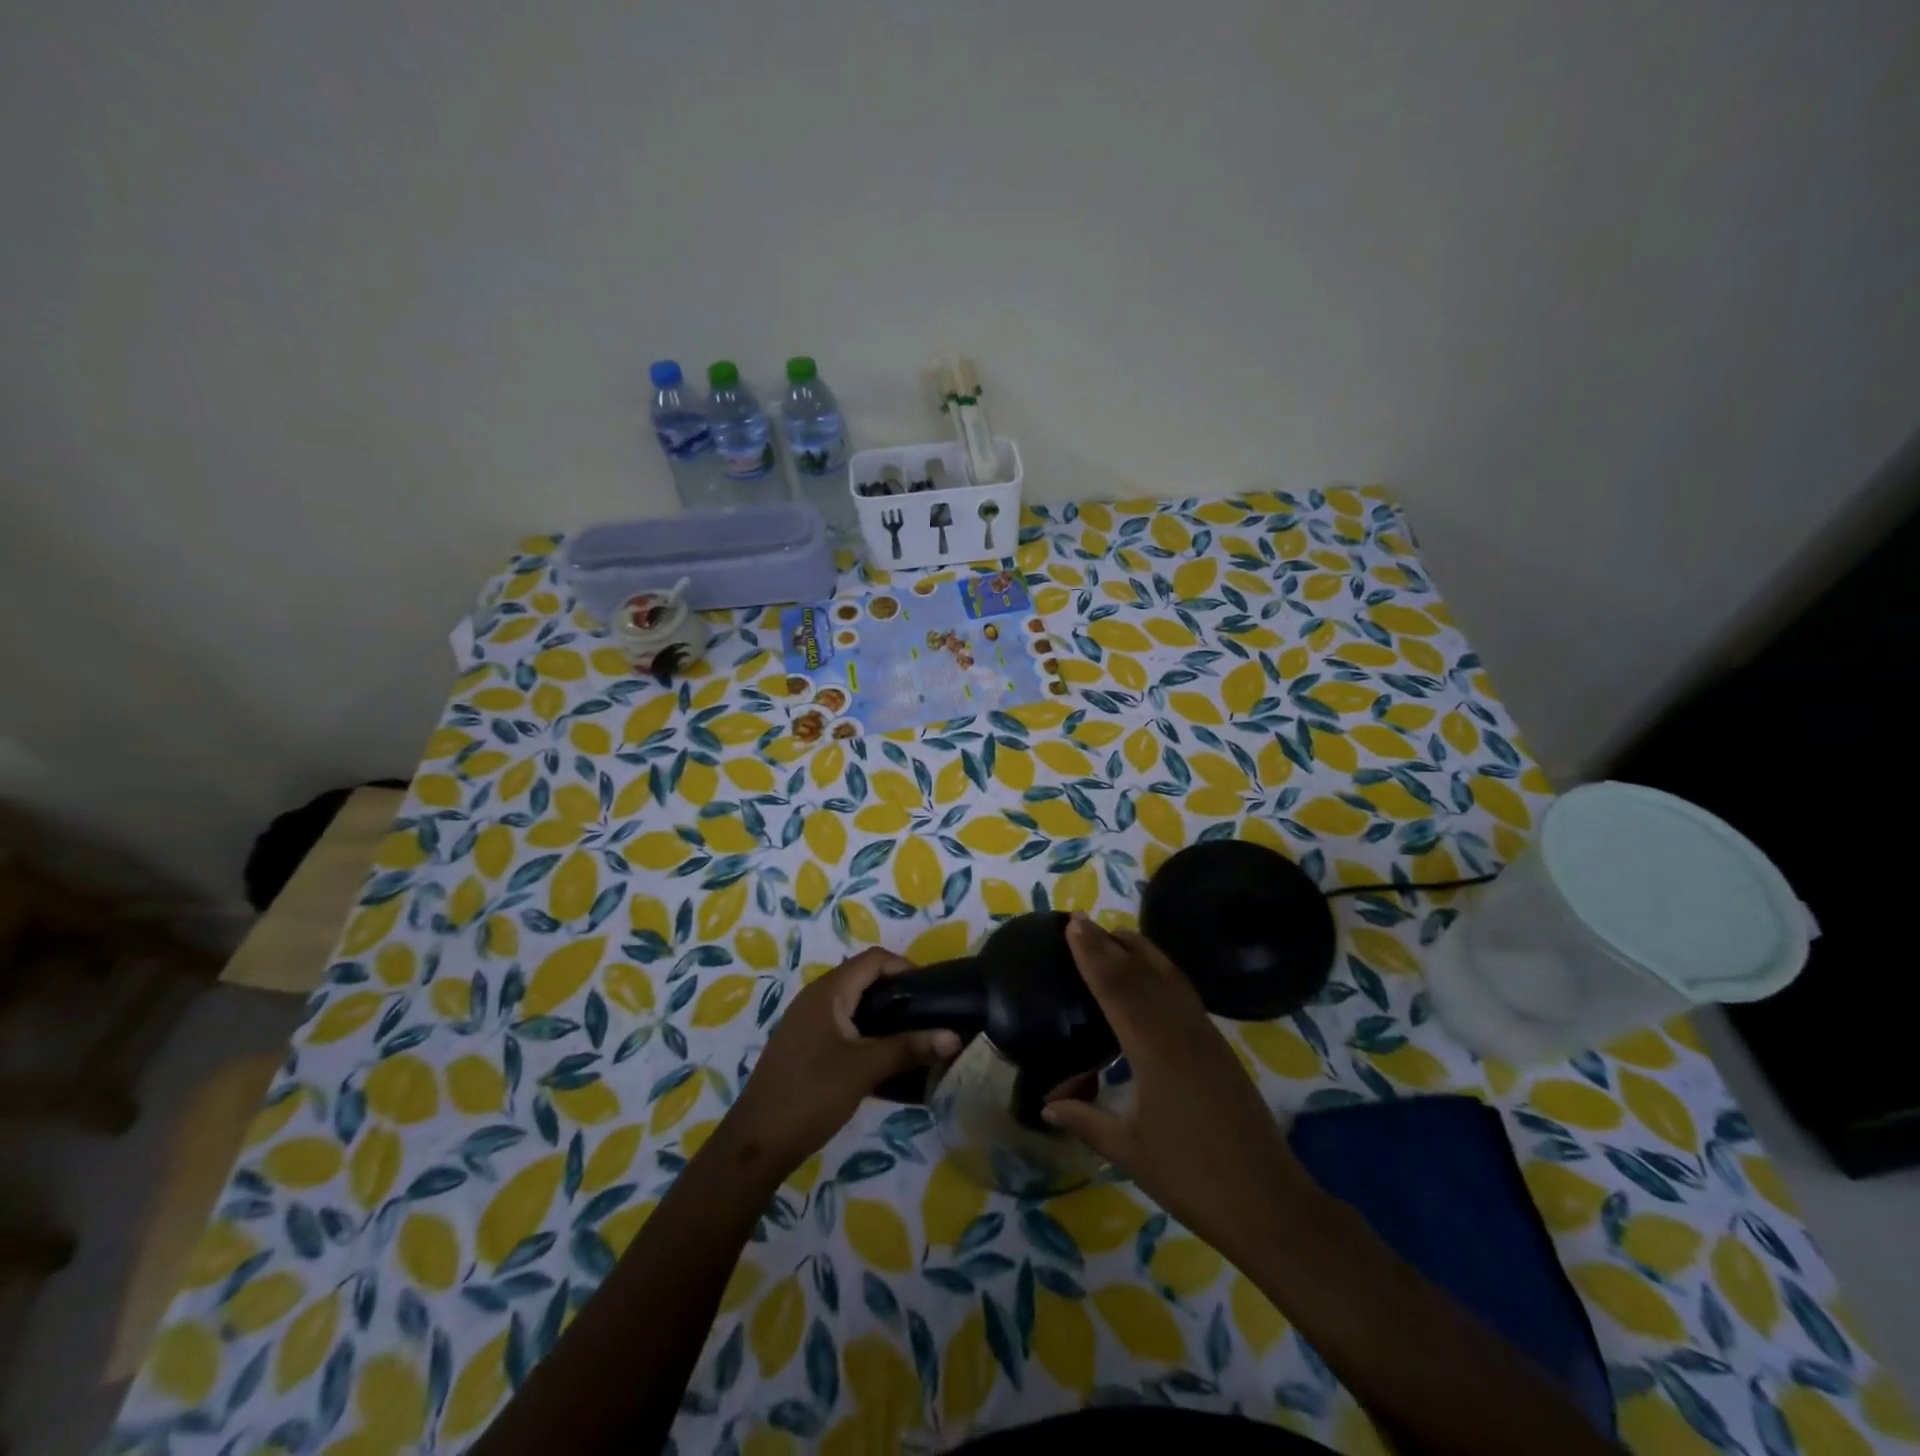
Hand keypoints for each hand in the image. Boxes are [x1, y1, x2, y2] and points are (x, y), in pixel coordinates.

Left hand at [725, 949, 960, 1175]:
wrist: (756, 1143)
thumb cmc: (812, 1094)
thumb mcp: (865, 1068)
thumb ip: (909, 1048)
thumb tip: (954, 1037)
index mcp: (829, 991)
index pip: (874, 960)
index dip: (905, 967)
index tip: (933, 991)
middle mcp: (816, 997)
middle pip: (864, 978)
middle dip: (897, 991)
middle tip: (927, 1014)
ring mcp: (807, 1022)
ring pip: (853, 1004)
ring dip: (883, 1014)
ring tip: (912, 1036)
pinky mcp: (804, 1045)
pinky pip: (842, 1025)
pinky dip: (866, 1032)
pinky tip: (883, 1058)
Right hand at [1042, 916, 1314, 1263]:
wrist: (1269, 1202)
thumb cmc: (1192, 1179)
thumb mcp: (1129, 1151)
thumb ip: (1086, 1120)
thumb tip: (1046, 1104)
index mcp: (1153, 1051)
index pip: (1115, 990)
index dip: (1092, 956)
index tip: (1073, 927)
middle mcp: (1180, 1031)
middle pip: (1140, 975)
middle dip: (1109, 945)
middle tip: (1082, 920)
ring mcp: (1205, 1036)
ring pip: (1168, 978)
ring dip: (1140, 951)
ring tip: (1116, 933)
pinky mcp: (1220, 1047)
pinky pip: (1185, 994)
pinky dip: (1163, 972)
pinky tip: (1155, 975)